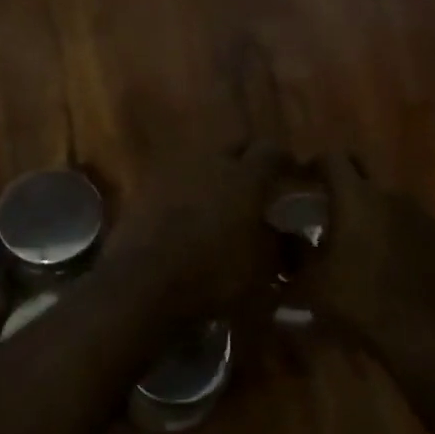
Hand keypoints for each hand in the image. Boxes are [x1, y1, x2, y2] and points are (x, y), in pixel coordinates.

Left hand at [103, 143, 292, 320]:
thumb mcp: (261, 270)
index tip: (293, 174)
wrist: (140, 285)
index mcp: (244, 177)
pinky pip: (173, 185)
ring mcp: (171, 175)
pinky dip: (185, 196)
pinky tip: (187, 218)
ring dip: (213, 177)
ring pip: (201, 165)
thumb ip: (279, 246)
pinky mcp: (142, 193)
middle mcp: (209, 164)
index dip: (285, 162)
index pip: (271, 152)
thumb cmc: (212, 275)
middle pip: (233, 148)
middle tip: (256, 183)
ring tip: (220, 202)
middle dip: (247, 161)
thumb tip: (290, 235)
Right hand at [294, 153, 434, 354]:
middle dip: (343, 179)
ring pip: (385, 197)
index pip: (332, 158)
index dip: (314, 164)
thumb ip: (296, 251)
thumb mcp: (310, 282)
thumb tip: (287, 236)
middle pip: (361, 169)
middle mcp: (389, 194)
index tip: (303, 180)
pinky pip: (407, 220)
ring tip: (357, 237)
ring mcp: (418, 213)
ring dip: (368, 208)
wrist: (421, 333)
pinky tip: (385, 257)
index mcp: (355, 198)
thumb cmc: (357, 303)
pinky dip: (392, 229)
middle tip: (327, 203)